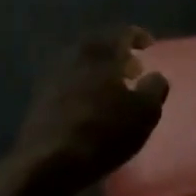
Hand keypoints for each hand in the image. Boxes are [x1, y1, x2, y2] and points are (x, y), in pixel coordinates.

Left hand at [0, 28, 169, 195]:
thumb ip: (155, 88)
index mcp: (101, 53)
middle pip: (99, 46)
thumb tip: (155, 76)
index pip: (123, 33)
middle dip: (118, 54)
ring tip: (114, 90)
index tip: (149, 46)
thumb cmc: (103, 132)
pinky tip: (92, 106)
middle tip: (133, 69)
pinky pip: (69, 82)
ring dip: (99, 71)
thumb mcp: (145, 113)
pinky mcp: (40, 99)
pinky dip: (84, 86)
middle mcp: (74, 56)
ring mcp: (53, 77)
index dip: (139, 37)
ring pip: (82, 64)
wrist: (48, 162)